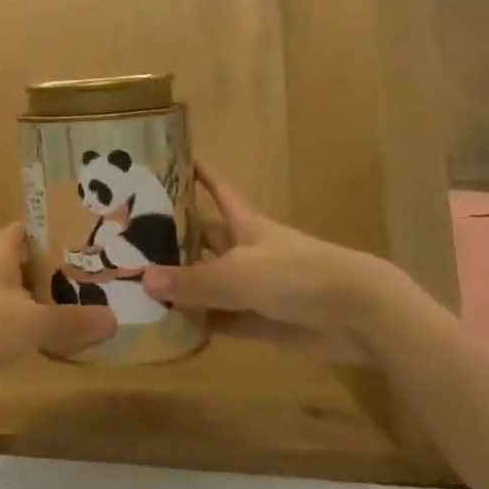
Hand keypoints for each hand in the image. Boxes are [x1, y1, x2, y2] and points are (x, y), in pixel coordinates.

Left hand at [0, 224, 116, 408]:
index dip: (49, 230)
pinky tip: (40, 341)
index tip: (79, 238)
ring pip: (11, 294)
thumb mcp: (31, 322)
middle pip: (20, 262)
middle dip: (50, 269)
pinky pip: (0, 321)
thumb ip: (70, 321)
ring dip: (35, 300)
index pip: (24, 230)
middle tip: (88, 277)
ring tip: (72, 308)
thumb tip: (114, 319)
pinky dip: (20, 327)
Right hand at [140, 162, 411, 362]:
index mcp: (244, 224)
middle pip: (206, 240)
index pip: (217, 191)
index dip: (200, 176)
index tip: (175, 161)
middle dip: (175, 238)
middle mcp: (246, 250)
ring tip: (140, 285)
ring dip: (184, 285)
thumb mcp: (236, 274)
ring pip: (211, 282)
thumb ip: (192, 281)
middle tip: (133, 238)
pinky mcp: (262, 321)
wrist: (355, 313)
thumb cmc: (294, 274)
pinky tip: (172, 327)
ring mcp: (255, 287)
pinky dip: (202, 323)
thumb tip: (143, 279)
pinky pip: (224, 320)